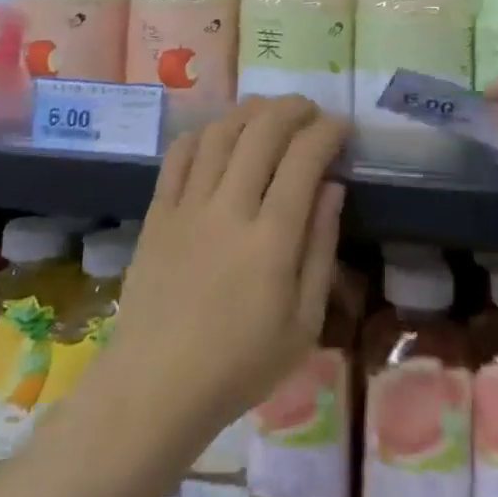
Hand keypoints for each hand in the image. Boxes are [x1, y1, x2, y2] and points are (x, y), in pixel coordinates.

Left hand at [101, 97, 348, 452]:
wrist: (155, 387)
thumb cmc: (239, 365)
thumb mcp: (303, 324)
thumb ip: (321, 248)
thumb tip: (332, 186)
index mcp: (271, 240)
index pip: (304, 160)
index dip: (327, 132)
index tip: (342, 126)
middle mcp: (229, 209)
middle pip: (262, 132)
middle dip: (293, 109)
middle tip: (310, 112)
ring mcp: (188, 205)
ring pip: (221, 133)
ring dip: (250, 112)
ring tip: (269, 113)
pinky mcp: (158, 211)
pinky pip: (180, 154)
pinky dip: (204, 133)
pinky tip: (219, 135)